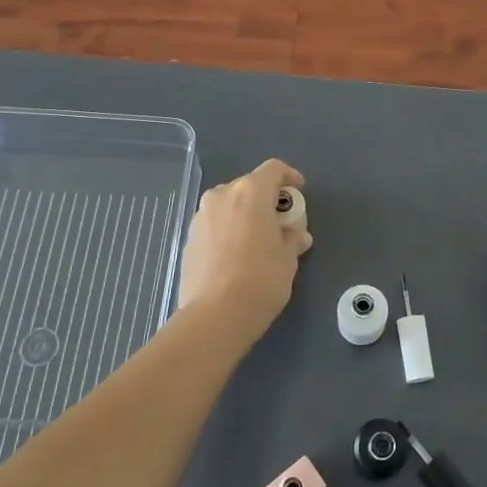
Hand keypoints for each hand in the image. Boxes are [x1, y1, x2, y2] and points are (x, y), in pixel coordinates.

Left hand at [178, 159, 312, 330]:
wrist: (214, 316)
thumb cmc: (260, 279)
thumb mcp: (288, 258)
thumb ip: (293, 238)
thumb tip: (296, 235)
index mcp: (250, 192)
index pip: (273, 169)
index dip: (289, 177)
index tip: (298, 192)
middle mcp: (222, 196)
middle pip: (249, 186)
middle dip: (266, 200)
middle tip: (281, 222)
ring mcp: (200, 217)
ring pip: (229, 205)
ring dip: (245, 215)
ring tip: (259, 241)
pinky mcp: (188, 239)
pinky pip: (215, 225)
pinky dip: (229, 231)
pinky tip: (237, 256)